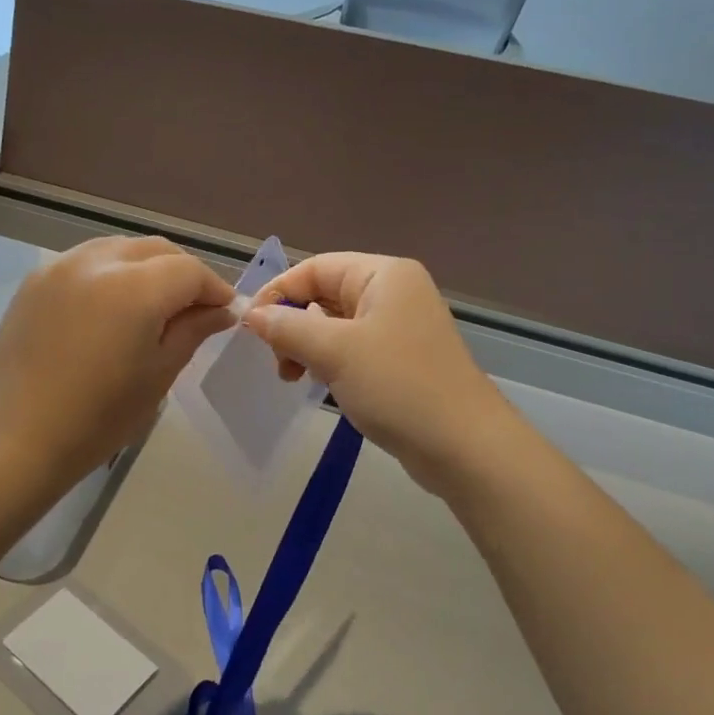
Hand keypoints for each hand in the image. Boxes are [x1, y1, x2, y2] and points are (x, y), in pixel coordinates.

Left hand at [0, 237, 234, 485]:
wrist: (17, 438)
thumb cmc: (98, 418)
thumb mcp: (158, 375)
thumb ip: (192, 331)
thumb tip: (221, 311)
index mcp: (135, 288)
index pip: (189, 270)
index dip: (214, 288)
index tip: (224, 312)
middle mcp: (98, 262)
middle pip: (156, 250)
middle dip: (182, 272)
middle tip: (193, 308)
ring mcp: (60, 266)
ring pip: (119, 249)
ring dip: (146, 267)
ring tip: (152, 304)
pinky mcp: (35, 280)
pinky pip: (86, 261)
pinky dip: (110, 272)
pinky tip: (109, 306)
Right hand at [244, 253, 514, 493]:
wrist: (463, 446)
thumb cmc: (398, 386)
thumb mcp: (335, 351)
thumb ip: (288, 327)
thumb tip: (252, 314)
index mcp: (384, 275)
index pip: (315, 268)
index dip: (279, 292)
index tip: (250, 327)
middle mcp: (394, 293)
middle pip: (325, 295)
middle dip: (293, 324)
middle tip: (277, 362)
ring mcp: (400, 328)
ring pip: (336, 326)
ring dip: (307, 347)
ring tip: (293, 377)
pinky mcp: (401, 360)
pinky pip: (352, 350)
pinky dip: (329, 362)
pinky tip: (319, 385)